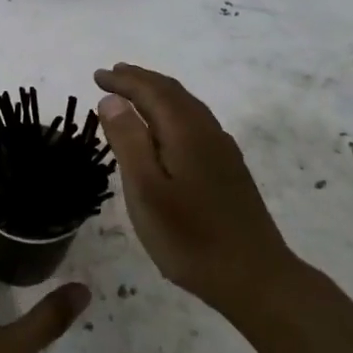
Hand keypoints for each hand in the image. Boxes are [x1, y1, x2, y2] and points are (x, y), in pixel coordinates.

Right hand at [94, 63, 294, 306]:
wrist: (255, 277)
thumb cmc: (190, 237)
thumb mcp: (146, 190)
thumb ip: (128, 141)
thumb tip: (111, 100)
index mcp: (186, 132)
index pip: (152, 91)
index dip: (124, 80)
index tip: (97, 75)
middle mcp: (208, 132)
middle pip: (173, 93)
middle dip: (141, 80)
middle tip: (112, 75)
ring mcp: (223, 151)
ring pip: (187, 107)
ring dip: (158, 94)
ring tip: (134, 94)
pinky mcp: (229, 170)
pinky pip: (195, 123)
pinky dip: (172, 113)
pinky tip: (167, 130)